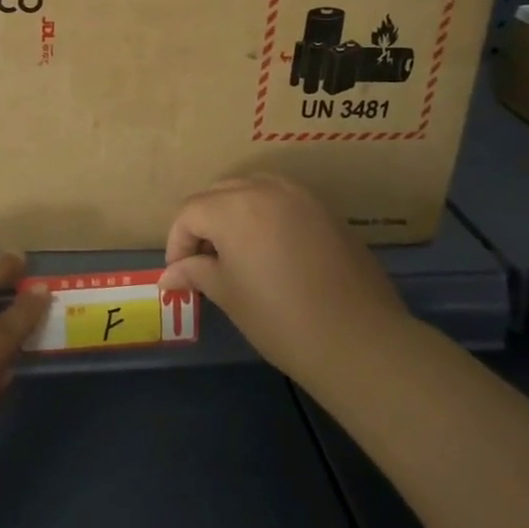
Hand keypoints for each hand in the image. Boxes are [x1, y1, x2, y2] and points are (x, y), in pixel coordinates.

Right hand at [160, 175, 408, 382]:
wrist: (358, 339)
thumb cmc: (280, 318)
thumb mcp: (229, 295)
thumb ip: (196, 273)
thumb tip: (170, 274)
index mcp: (233, 206)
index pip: (190, 212)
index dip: (177, 242)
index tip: (179, 275)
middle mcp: (264, 188)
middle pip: (218, 193)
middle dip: (203, 223)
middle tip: (202, 262)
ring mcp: (299, 195)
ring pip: (251, 189)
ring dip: (234, 212)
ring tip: (235, 252)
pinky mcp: (325, 210)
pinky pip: (282, 199)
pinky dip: (265, 214)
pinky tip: (270, 250)